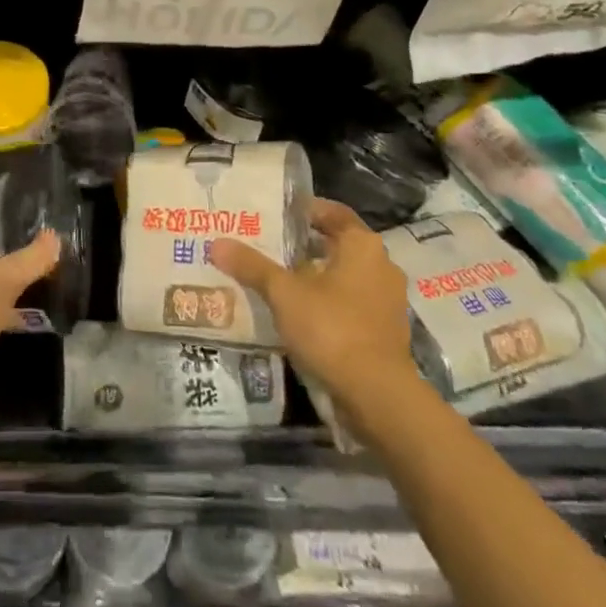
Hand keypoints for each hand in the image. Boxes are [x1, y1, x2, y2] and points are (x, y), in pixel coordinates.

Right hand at [209, 198, 416, 403]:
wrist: (378, 396)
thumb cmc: (332, 328)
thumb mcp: (284, 293)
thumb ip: (252, 266)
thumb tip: (217, 243)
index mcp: (363, 245)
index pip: (333, 212)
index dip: (304, 210)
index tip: (274, 215)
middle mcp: (382, 265)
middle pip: (337, 245)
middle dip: (304, 246)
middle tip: (268, 246)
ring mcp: (388, 301)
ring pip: (345, 277)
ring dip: (316, 277)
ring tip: (278, 282)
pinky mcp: (386, 332)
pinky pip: (352, 304)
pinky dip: (328, 304)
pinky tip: (300, 315)